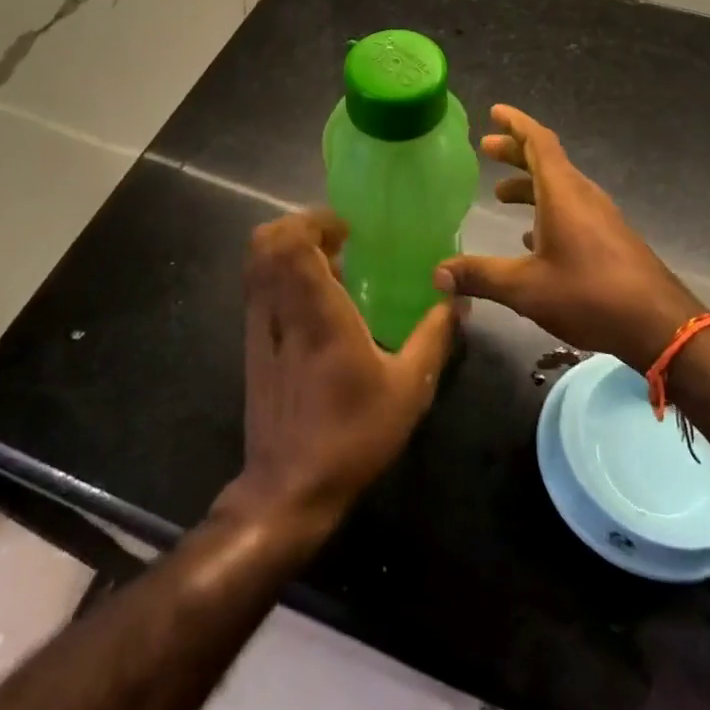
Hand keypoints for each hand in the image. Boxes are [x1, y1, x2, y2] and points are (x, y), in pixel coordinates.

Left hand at [220, 210, 458, 537]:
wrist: (289, 488)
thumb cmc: (352, 434)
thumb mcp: (408, 389)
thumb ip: (434, 338)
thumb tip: (458, 302)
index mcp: (318, 312)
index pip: (293, 242)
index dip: (314, 221)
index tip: (347, 228)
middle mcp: (281, 310)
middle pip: (267, 242)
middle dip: (298, 227)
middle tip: (338, 239)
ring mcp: (259, 327)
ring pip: (257, 263)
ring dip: (288, 249)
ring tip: (329, 264)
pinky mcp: (251, 346)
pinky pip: (258, 288)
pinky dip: (281, 274)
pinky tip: (314, 300)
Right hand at [434, 105, 703, 369]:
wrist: (658, 323)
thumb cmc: (589, 294)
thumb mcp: (525, 287)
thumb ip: (480, 276)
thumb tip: (437, 273)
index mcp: (563, 192)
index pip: (538, 141)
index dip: (516, 124)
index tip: (495, 111)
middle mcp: (583, 195)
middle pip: (547, 160)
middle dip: (515, 152)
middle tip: (486, 149)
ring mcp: (600, 217)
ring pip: (559, 186)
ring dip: (530, 184)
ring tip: (501, 194)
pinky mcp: (609, 238)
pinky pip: (572, 209)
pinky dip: (547, 209)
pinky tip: (532, 237)